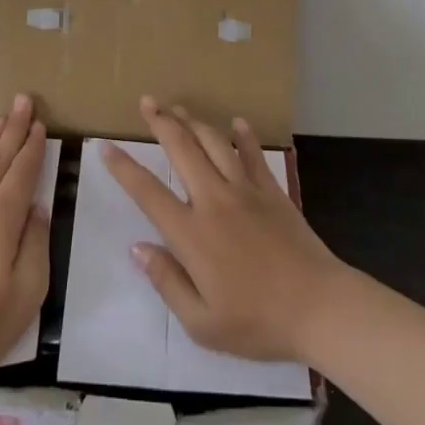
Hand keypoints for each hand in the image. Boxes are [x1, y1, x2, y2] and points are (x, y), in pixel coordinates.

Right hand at [102, 96, 349, 362]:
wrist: (319, 308)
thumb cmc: (257, 322)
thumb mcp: (202, 323)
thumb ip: (167, 282)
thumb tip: (137, 248)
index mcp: (192, 233)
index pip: (148, 192)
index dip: (124, 168)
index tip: (106, 147)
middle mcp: (214, 200)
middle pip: (182, 150)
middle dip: (161, 122)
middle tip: (147, 100)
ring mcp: (246, 191)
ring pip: (215, 144)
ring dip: (194, 122)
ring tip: (179, 107)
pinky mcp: (273, 192)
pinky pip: (254, 155)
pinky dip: (243, 137)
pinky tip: (236, 123)